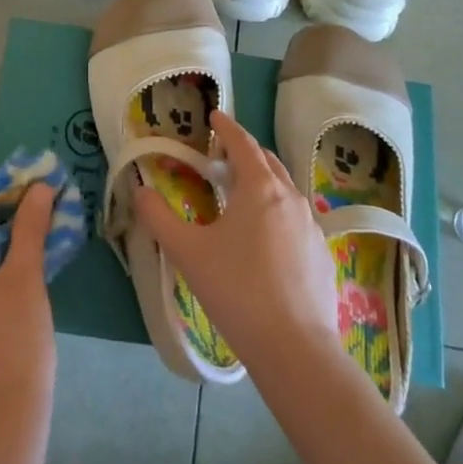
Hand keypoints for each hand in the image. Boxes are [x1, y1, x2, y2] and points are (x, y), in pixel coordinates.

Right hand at [133, 110, 337, 369]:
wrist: (294, 347)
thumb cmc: (236, 290)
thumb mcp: (187, 252)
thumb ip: (159, 217)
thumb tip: (140, 191)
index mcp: (260, 188)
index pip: (243, 144)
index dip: (227, 128)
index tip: (215, 115)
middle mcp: (291, 198)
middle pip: (268, 162)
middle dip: (245, 153)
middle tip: (222, 157)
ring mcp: (312, 227)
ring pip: (285, 191)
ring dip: (263, 183)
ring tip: (242, 196)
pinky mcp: (322, 255)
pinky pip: (296, 220)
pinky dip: (278, 213)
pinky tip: (265, 240)